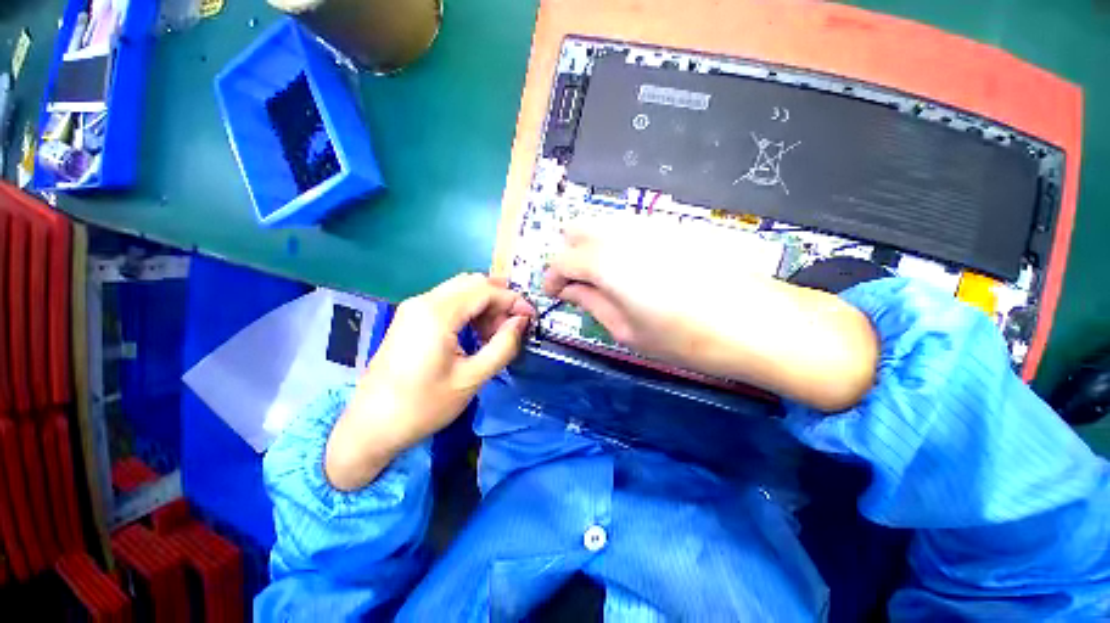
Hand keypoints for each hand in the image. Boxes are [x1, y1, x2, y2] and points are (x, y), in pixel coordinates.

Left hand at [325, 274, 534, 490]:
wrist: (370, 427)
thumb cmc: (422, 407)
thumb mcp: (471, 379)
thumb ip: (502, 346)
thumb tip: (521, 322)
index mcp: (437, 314)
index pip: (486, 290)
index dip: (513, 300)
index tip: (531, 318)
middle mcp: (424, 301)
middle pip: (473, 283)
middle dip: (499, 300)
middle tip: (512, 327)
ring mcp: (414, 308)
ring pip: (461, 290)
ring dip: (484, 305)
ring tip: (495, 334)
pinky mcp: (410, 318)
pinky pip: (448, 302)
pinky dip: (469, 311)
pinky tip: (475, 334)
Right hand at [543, 215, 877, 410]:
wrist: (756, 322)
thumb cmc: (684, 338)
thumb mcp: (626, 330)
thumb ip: (591, 303)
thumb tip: (569, 290)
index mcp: (605, 261)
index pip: (561, 260)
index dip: (551, 278)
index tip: (553, 295)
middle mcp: (622, 233)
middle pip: (576, 229)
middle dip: (568, 255)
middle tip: (575, 284)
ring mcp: (649, 225)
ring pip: (602, 224)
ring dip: (590, 247)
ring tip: (601, 279)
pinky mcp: (671, 226)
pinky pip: (628, 227)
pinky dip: (615, 243)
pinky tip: (631, 269)